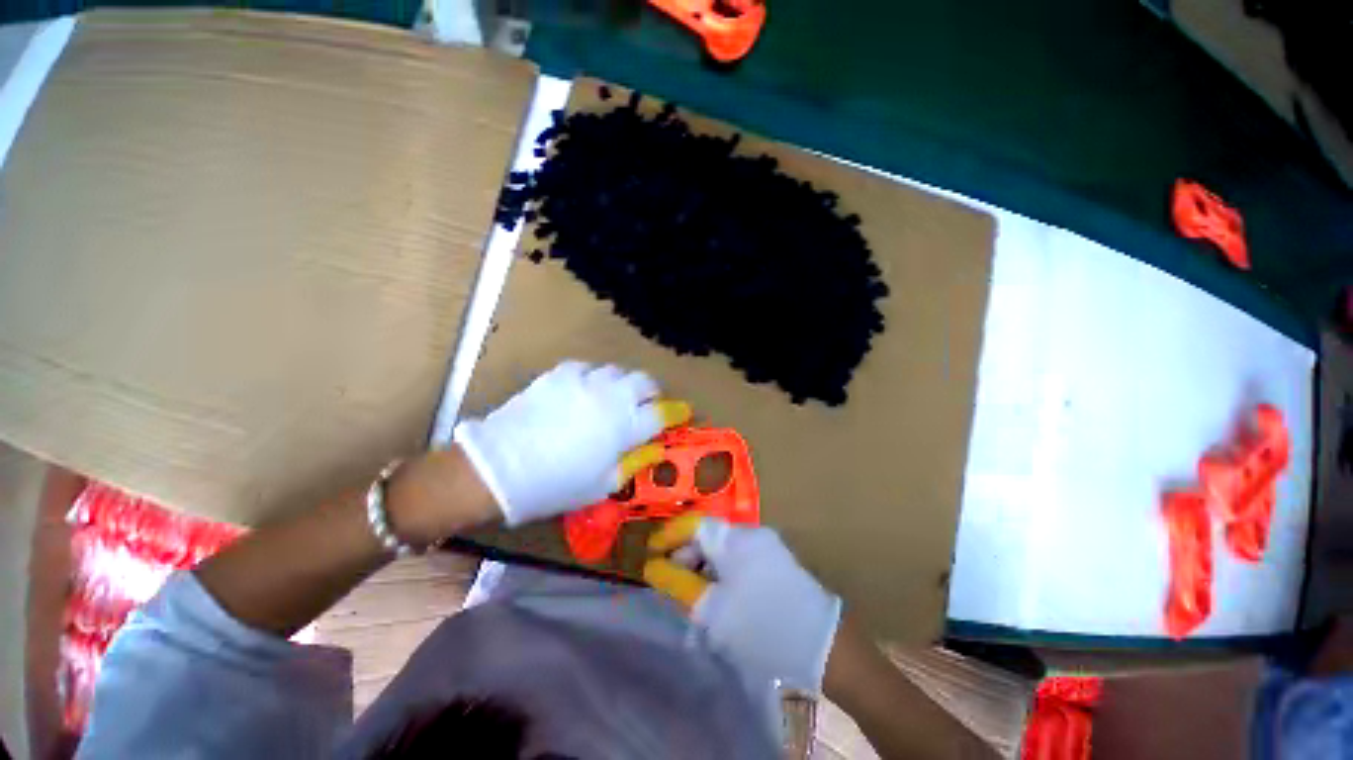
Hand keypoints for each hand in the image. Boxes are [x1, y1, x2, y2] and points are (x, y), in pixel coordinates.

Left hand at [454, 360, 690, 524]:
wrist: (499, 467)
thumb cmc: (557, 485)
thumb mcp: (603, 484)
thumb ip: (634, 462)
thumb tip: (655, 448)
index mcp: (626, 426)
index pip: (663, 412)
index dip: (675, 413)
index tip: (679, 414)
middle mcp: (612, 396)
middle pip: (645, 381)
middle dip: (650, 392)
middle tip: (644, 406)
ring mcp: (585, 381)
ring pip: (617, 371)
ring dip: (622, 384)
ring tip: (612, 399)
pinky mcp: (560, 374)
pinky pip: (587, 368)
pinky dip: (592, 379)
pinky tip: (582, 392)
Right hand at [644, 514, 842, 693]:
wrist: (823, 648)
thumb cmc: (760, 626)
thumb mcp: (713, 610)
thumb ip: (680, 585)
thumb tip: (654, 568)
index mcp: (735, 538)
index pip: (693, 525)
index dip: (669, 536)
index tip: (651, 554)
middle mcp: (752, 534)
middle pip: (709, 537)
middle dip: (687, 559)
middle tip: (673, 588)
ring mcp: (768, 548)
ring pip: (724, 552)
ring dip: (706, 572)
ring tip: (696, 603)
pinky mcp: (778, 564)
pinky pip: (741, 563)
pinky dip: (725, 578)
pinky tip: (721, 604)